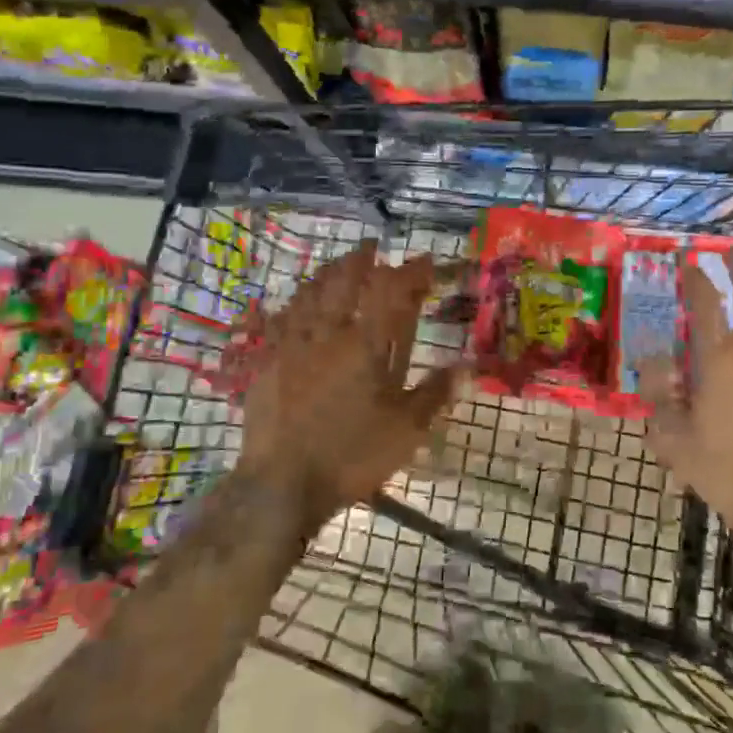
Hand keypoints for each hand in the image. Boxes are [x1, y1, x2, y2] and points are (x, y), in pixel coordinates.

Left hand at [241, 242, 459, 530]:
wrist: (281, 485)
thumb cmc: (350, 456)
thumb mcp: (405, 431)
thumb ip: (434, 393)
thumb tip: (466, 366)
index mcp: (366, 346)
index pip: (390, 292)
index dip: (409, 272)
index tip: (424, 262)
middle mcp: (328, 334)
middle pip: (344, 282)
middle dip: (361, 259)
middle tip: (372, 247)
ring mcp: (292, 345)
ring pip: (309, 294)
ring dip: (327, 274)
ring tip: (337, 264)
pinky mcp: (266, 362)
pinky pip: (279, 319)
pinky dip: (292, 304)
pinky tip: (293, 302)